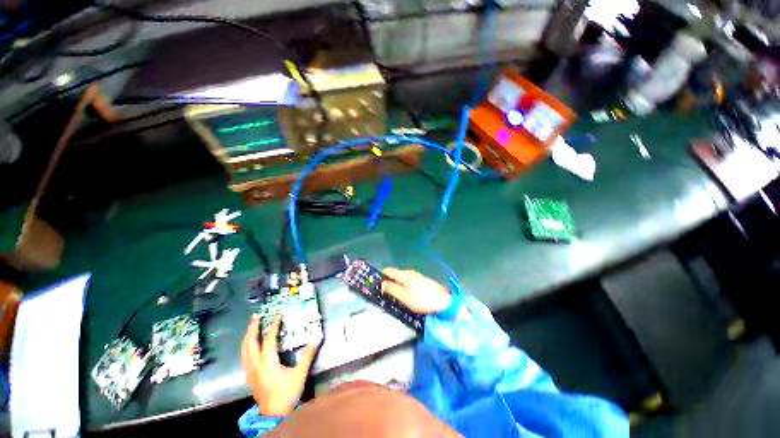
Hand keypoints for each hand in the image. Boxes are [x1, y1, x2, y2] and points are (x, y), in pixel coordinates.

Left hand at [240, 315, 319, 416]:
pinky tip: (249, 346)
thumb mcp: (300, 374)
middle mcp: (255, 364)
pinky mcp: (249, 376)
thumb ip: (308, 354)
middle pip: (250, 342)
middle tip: (256, 315)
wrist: (273, 414)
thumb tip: (318, 336)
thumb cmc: (287, 393)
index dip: (274, 325)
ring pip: (243, 350)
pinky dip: (246, 346)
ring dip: (247, 336)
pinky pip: (244, 357)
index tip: (279, 315)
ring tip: (251, 326)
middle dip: (252, 327)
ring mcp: (250, 371)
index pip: (269, 338)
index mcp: (267, 362)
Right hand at [381, 268, 451, 314]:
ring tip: (392, 289)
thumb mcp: (404, 297)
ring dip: (396, 281)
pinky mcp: (423, 280)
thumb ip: (393, 289)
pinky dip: (403, 283)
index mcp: (404, 275)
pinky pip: (409, 280)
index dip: (382, 273)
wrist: (442, 301)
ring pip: (403, 276)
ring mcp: (418, 276)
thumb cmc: (421, 300)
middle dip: (389, 278)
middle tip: (382, 287)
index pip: (390, 270)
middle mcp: (410, 272)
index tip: (375, 278)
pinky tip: (405, 290)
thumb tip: (382, 283)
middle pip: (396, 273)